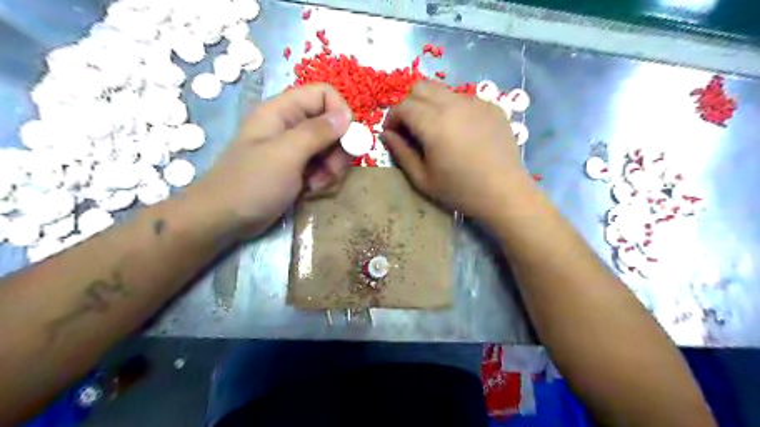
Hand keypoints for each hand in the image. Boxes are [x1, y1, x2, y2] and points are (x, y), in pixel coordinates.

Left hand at [193, 83, 353, 235]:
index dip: (340, 113)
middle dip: (337, 150)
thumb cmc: (252, 183)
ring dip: (331, 169)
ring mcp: (294, 149)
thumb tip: (346, 115)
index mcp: (282, 111)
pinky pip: (323, 167)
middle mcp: (290, 126)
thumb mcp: (286, 155)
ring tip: (315, 185)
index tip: (347, 140)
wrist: (224, 219)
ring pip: (331, 149)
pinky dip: (323, 180)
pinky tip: (310, 192)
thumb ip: (317, 132)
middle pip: (332, 125)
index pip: (323, 95)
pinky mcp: (297, 169)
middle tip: (330, 172)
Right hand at [383, 79, 529, 221]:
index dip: (392, 118)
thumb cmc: (460, 190)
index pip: (402, 106)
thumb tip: (386, 134)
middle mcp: (453, 104)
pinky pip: (463, 98)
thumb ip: (400, 152)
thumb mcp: (422, 178)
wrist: (504, 193)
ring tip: (435, 129)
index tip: (392, 134)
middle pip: (420, 87)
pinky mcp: (491, 106)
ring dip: (430, 104)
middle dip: (409, 104)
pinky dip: (452, 108)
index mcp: (433, 123)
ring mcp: (475, 102)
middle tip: (411, 128)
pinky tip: (460, 131)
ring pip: (442, 90)